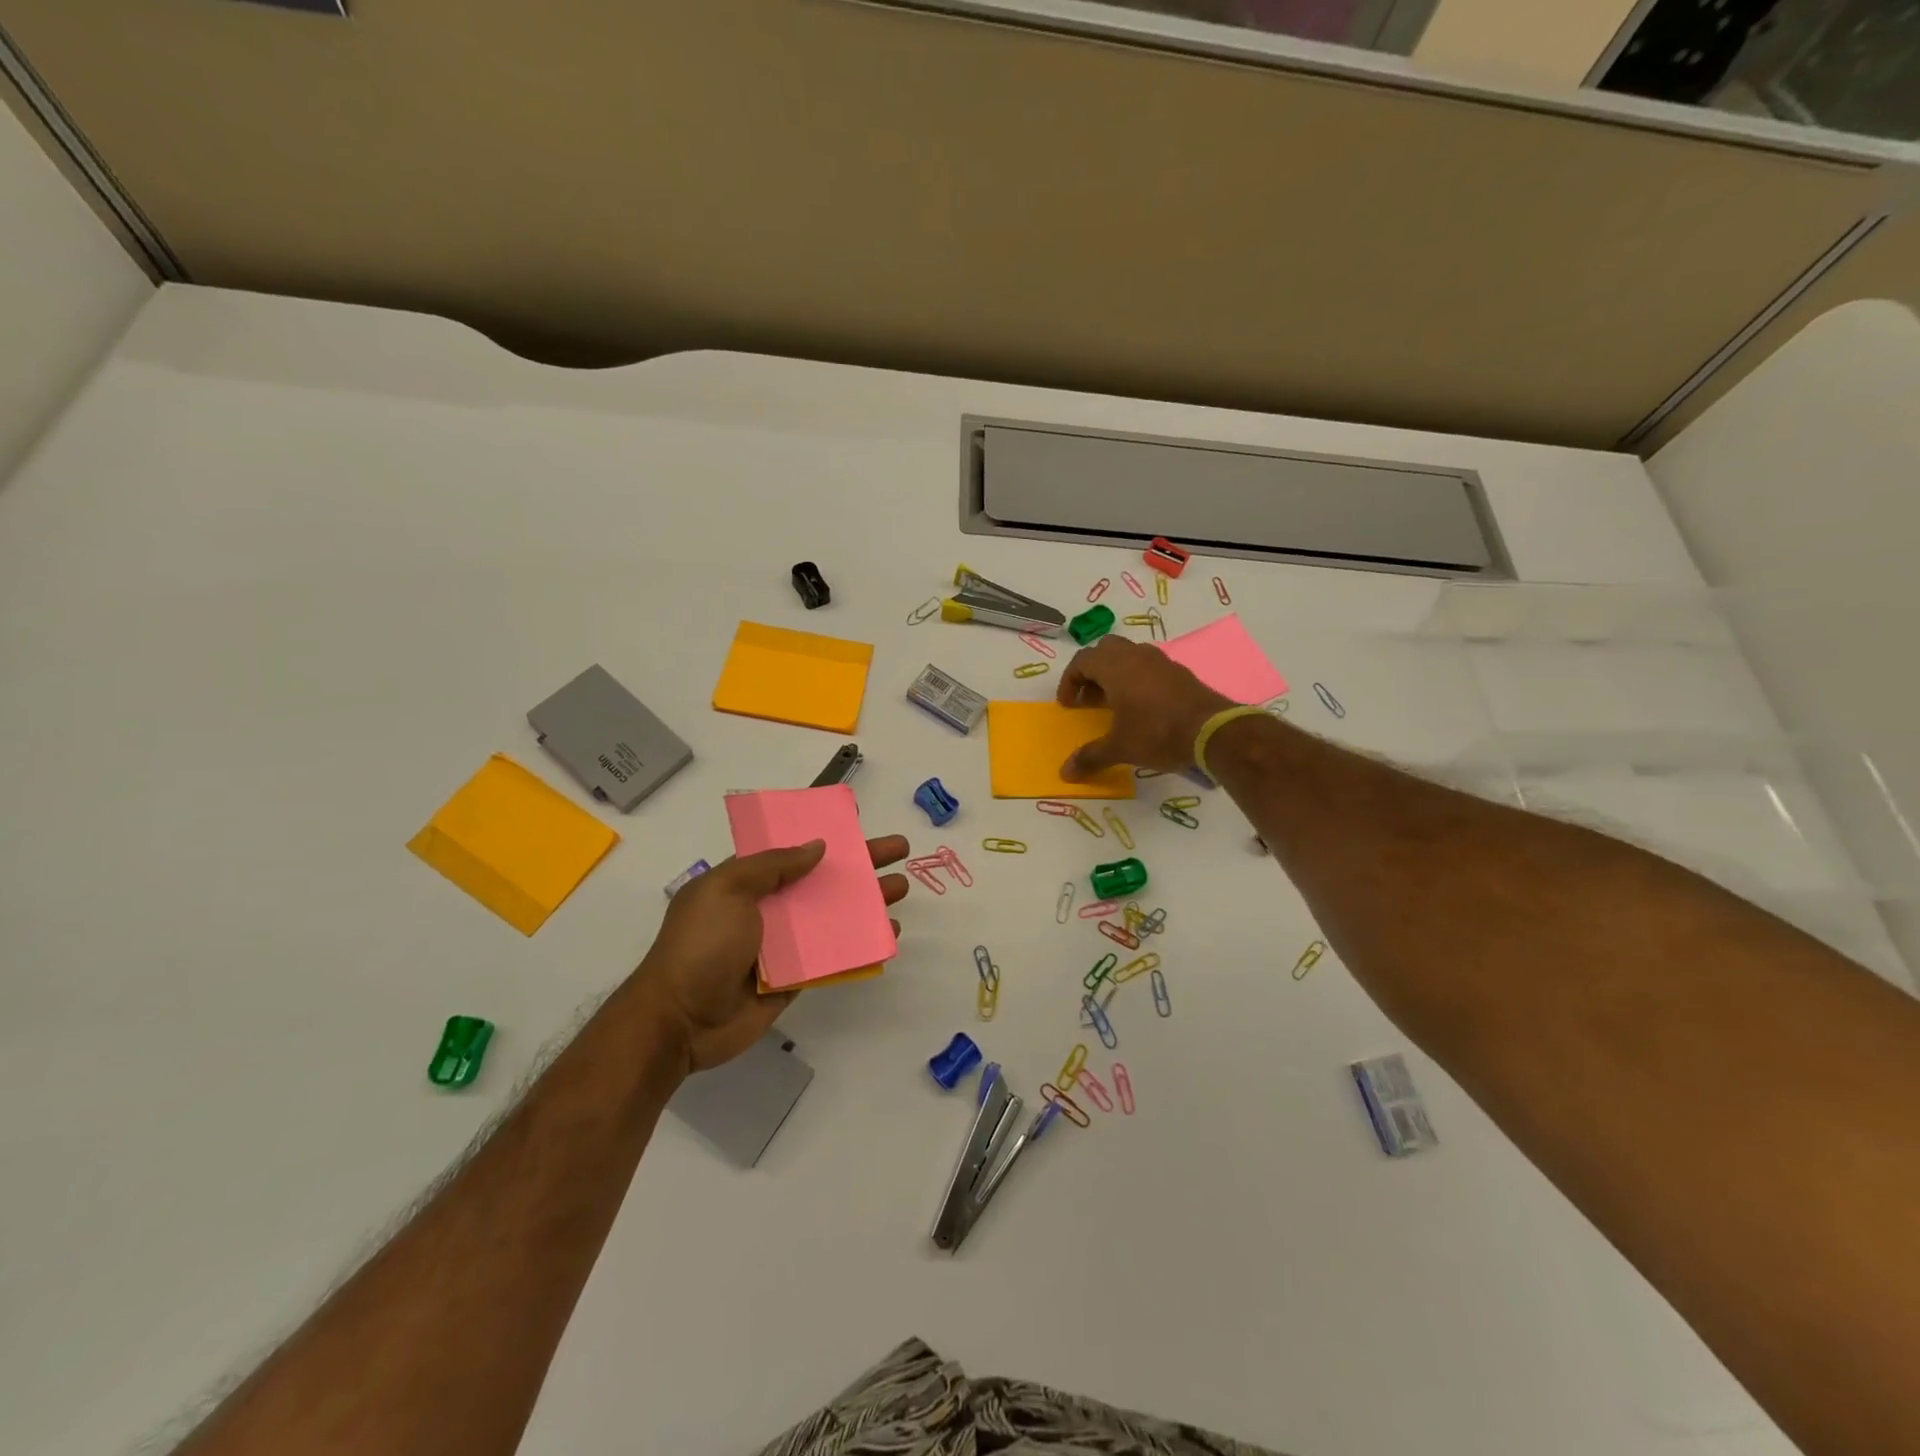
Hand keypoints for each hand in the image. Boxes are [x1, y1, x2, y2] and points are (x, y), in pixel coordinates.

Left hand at [635, 835, 911, 1071]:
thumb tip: (817, 846)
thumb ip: (772, 865)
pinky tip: (889, 934)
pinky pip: (835, 955)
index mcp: (747, 881)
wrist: (681, 1020)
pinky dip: (862, 944)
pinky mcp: (797, 976)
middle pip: (823, 878)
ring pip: (835, 915)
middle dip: (861, 862)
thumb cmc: (701, 945)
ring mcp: (785, 943)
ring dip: (868, 901)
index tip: (856, 819)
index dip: (824, 832)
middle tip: (899, 848)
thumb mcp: (727, 890)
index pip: (792, 848)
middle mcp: (769, 907)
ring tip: (902, 887)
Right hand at [1056, 636, 1235, 779]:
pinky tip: (1141, 707)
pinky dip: (1136, 679)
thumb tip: (1065, 773)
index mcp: (1115, 667)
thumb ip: (1090, 757)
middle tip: (1089, 699)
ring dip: (1114, 674)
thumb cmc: (1157, 733)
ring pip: (1128, 655)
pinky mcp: (1179, 672)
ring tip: (1113, 703)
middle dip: (1091, 672)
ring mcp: (1161, 661)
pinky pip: (1148, 667)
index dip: (1069, 681)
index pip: (1082, 661)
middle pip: (1104, 650)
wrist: (1213, 731)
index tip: (1068, 706)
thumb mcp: (1120, 748)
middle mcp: (1136, 656)